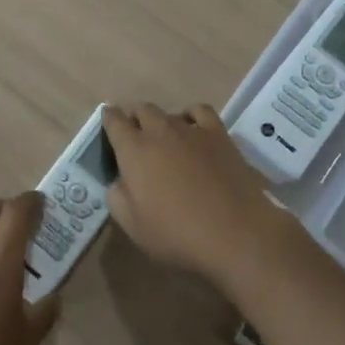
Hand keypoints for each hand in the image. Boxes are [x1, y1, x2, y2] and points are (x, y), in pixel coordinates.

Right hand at [103, 103, 284, 286]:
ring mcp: (191, 129)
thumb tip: (119, 181)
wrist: (235, 233)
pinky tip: (193, 131)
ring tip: (165, 140)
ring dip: (162, 121)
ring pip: (169, 112)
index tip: (109, 125)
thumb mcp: (132, 226)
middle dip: (135, 119)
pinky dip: (191, 116)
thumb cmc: (177, 234)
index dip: (109, 120)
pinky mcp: (218, 134)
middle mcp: (159, 130)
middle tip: (136, 138)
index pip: (113, 120)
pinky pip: (199, 111)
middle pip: (141, 110)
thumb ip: (117, 197)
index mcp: (133, 150)